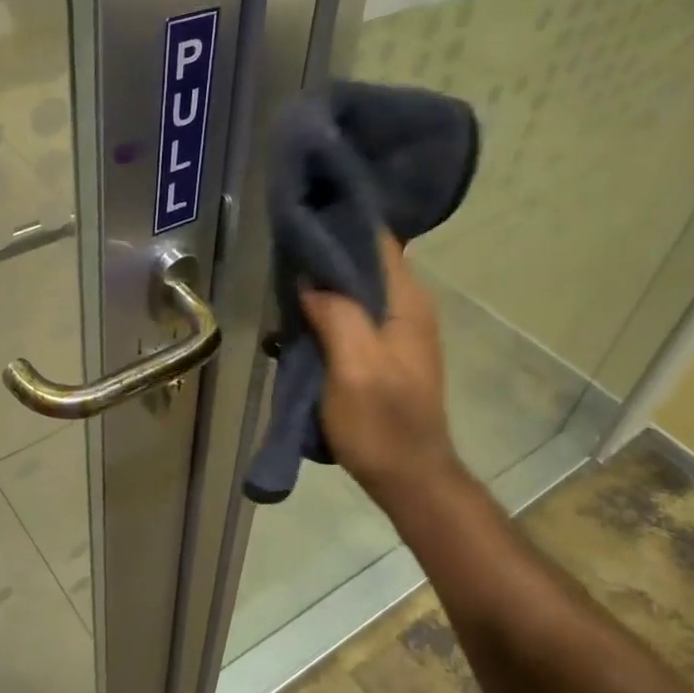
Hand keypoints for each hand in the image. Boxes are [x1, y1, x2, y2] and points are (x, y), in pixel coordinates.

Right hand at [300, 235, 465, 510]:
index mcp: (406, 302)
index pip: (377, 241)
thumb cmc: (382, 423)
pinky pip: (355, 314)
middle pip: (365, 262)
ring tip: (284, 274)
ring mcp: (398, 331)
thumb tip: (309, 280)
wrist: (409, 477)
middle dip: (327, 251)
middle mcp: (408, 307)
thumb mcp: (354, 367)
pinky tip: (300, 314)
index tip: (304, 215)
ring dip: (325, 282)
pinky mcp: (385, 351)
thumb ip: (336, 315)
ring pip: (358, 288)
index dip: (342, 224)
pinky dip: (329, 308)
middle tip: (284, 246)